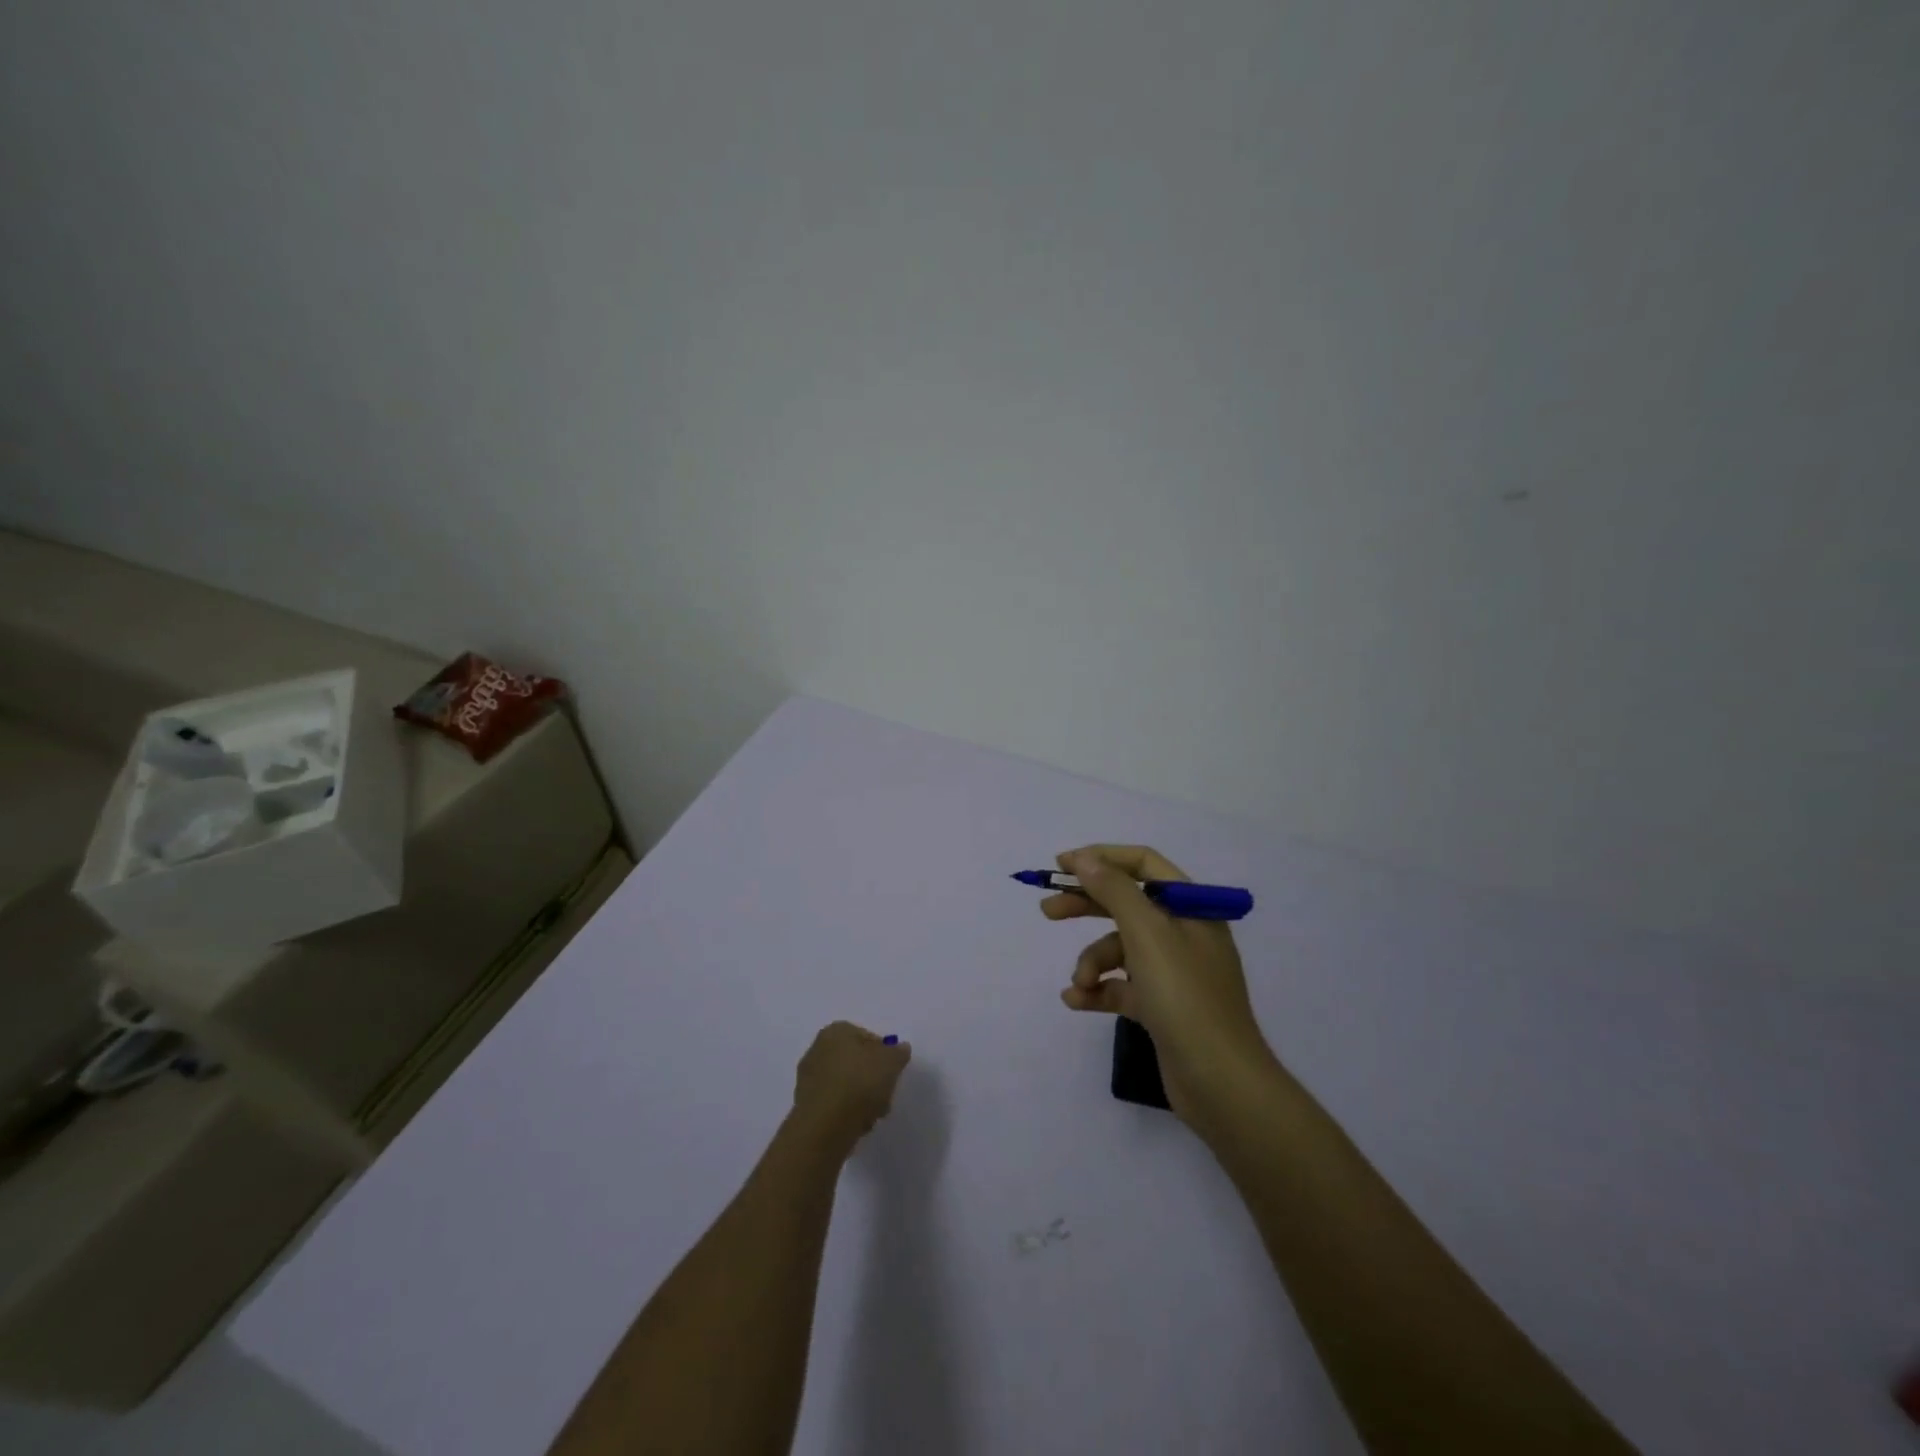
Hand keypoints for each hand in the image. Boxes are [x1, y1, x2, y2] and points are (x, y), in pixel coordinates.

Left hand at [792, 1021, 910, 1152]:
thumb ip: (898, 1053)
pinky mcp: (805, 1106)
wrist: (825, 1126)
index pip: (867, 1037)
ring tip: (873, 1115)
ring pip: (846, 1085)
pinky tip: (856, 1125)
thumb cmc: (859, 1083)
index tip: (892, 1073)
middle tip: (885, 1095)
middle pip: (855, 1062)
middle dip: (872, 1079)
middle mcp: (817, 1049)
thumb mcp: (891, 1062)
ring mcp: (808, 1078)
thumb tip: (899, 1049)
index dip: (884, 1054)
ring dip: (861, 1098)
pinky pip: (834, 1104)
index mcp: (836, 1031)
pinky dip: (846, 1112)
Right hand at [1046, 845, 1276, 1123]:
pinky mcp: (1161, 1006)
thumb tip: (1084, 858)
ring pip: (1119, 949)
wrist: (1221, 1083)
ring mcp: (1173, 972)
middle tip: (1047, 912)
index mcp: (1191, 908)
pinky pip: (1121, 985)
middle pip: (1127, 904)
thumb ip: (1114, 890)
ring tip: (1080, 983)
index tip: (1061, 866)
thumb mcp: (1147, 933)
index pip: (1144, 864)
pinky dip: (1099, 990)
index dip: (1102, 858)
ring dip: (1093, 962)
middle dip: (1086, 906)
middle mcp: (1184, 933)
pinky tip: (1076, 1001)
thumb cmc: (1185, 997)